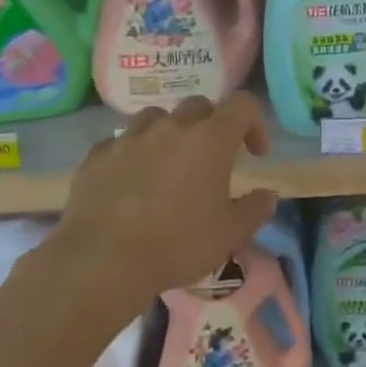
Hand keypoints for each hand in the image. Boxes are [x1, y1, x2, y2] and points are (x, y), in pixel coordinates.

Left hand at [56, 94, 279, 300]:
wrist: (102, 261)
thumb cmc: (177, 244)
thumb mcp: (230, 233)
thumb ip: (256, 208)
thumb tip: (268, 194)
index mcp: (211, 139)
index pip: (243, 105)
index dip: (254, 123)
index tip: (255, 153)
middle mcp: (171, 127)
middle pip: (199, 106)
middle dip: (212, 126)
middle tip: (212, 159)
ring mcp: (130, 137)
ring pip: (157, 118)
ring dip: (170, 134)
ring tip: (168, 165)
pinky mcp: (97, 155)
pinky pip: (121, 142)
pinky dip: (133, 154)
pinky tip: (131, 182)